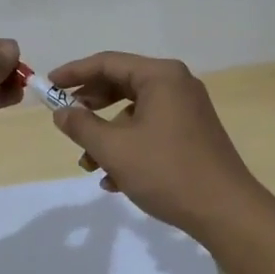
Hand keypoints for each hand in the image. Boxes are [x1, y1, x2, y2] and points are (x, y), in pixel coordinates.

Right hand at [47, 52, 268, 237]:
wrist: (225, 211)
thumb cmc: (167, 172)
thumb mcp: (114, 149)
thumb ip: (81, 126)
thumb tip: (61, 111)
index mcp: (161, 76)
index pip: (108, 62)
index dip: (74, 73)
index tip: (48, 85)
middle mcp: (177, 84)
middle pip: (122, 84)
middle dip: (90, 106)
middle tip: (65, 120)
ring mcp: (187, 109)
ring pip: (135, 112)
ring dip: (108, 135)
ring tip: (88, 164)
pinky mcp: (192, 133)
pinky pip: (151, 129)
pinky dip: (129, 147)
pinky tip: (114, 179)